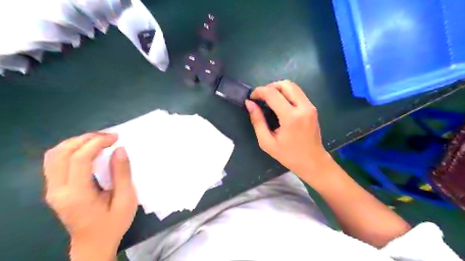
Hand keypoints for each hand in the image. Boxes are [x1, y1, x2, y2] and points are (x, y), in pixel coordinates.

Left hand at [42, 133, 136, 259]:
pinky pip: (55, 162)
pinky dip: (71, 150)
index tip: (115, 137)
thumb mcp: (126, 199)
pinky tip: (88, 150)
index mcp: (76, 195)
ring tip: (98, 140)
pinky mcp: (54, 190)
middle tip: (108, 136)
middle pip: (61, 153)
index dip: (96, 143)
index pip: (78, 159)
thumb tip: (119, 149)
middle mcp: (57, 191)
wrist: (94, 244)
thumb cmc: (114, 223)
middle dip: (85, 139)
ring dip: (76, 142)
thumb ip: (122, 173)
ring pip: (54, 156)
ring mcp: (52, 190)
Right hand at [244, 81, 327, 178]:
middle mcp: (303, 107)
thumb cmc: (288, 155)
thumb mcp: (267, 142)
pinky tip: (279, 104)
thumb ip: (257, 121)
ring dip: (278, 89)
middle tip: (261, 98)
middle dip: (270, 87)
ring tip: (269, 100)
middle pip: (285, 84)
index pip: (273, 94)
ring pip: (293, 86)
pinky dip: (286, 94)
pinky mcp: (312, 108)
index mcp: (291, 117)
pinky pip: (297, 93)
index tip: (252, 97)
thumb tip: (249, 103)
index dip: (259, 91)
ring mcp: (310, 106)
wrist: (313, 162)